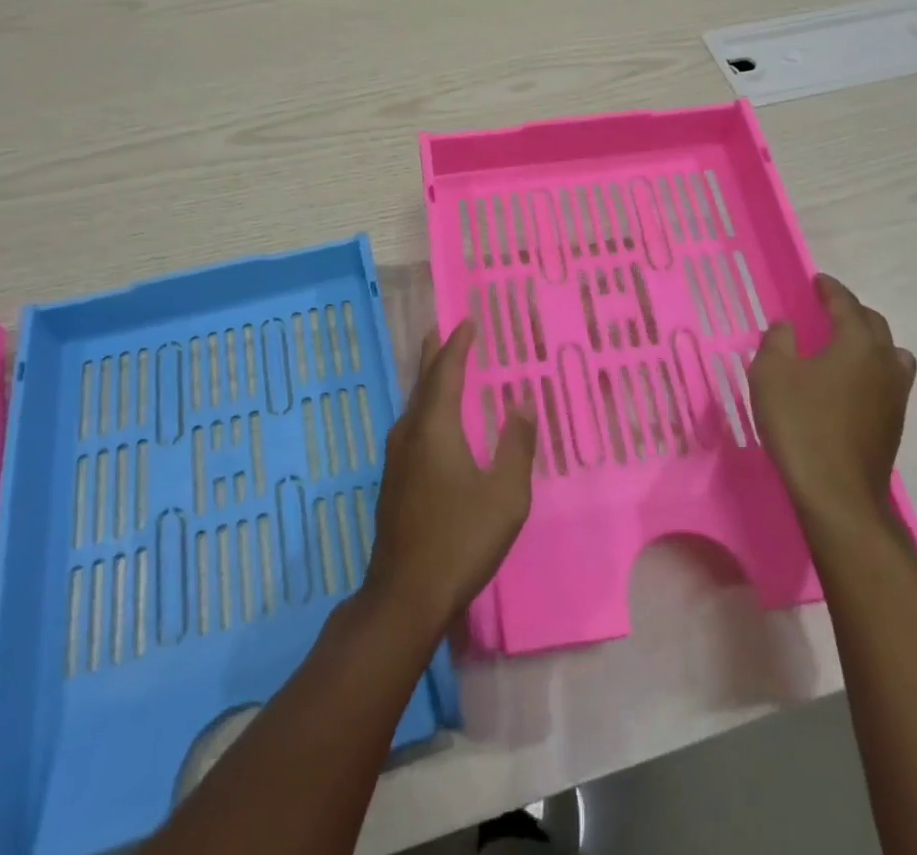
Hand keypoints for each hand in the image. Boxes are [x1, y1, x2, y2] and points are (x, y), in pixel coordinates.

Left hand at [364, 321, 536, 630]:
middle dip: (435, 353)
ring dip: (429, 378)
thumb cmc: (460, 540)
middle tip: (445, 328)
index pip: (446, 371)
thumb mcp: (505, 496)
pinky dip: (426, 404)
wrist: (404, 595)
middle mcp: (410, 432)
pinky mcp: (394, 479)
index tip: (467, 321)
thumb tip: (522, 402)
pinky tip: (435, 419)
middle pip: (424, 381)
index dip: (458, 344)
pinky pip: (412, 423)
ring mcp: (397, 457)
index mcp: (435, 427)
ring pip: (414, 403)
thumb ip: (516, 445)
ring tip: (442, 363)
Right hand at [748, 273, 916, 532]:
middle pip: (874, 325)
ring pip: (890, 354)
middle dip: (852, 311)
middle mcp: (884, 363)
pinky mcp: (893, 424)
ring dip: (869, 342)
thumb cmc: (800, 424)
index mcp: (857, 344)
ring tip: (845, 345)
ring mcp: (895, 396)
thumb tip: (786, 325)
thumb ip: (777, 342)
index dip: (831, 289)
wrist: (837, 494)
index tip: (818, 280)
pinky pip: (888, 380)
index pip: (846, 304)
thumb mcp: (771, 374)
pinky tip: (850, 383)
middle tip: (828, 308)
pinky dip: (871, 369)